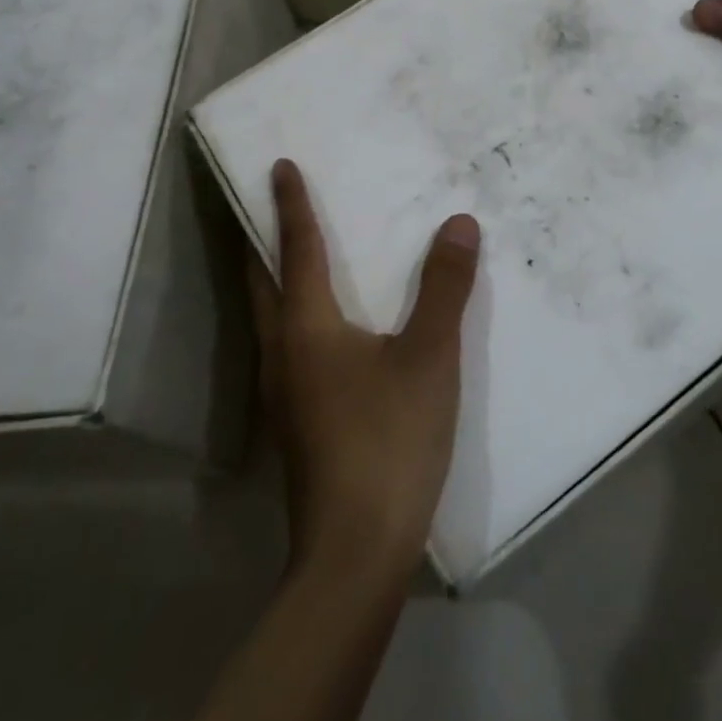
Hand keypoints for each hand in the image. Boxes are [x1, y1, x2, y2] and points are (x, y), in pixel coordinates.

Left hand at [249, 159, 479, 587]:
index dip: (290, 204)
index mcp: (305, 327)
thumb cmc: (388, 441)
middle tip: (268, 205)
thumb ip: (444, 288)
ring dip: (275, 279)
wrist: (355, 555)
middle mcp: (281, 352)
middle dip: (262, 239)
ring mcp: (282, 393)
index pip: (295, 248)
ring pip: (269, 318)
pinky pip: (287, 347)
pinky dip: (295, 316)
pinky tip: (326, 332)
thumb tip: (459, 224)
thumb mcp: (429, 358)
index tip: (278, 165)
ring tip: (296, 257)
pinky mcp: (295, 423)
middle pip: (262, 281)